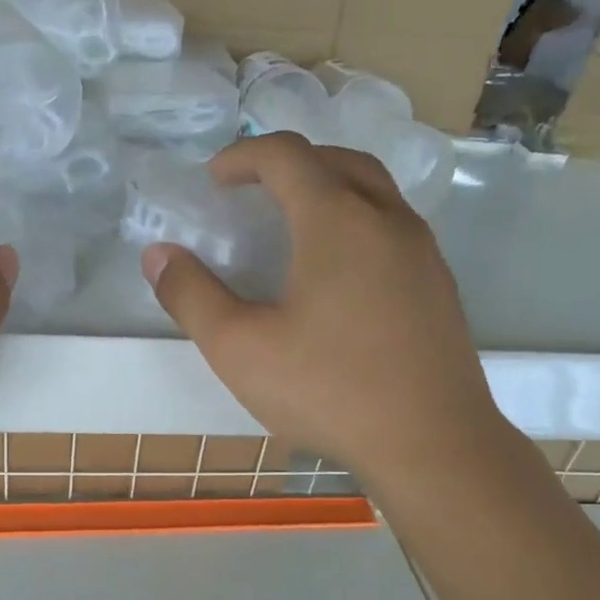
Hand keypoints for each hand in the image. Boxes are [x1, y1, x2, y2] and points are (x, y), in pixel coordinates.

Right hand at [143, 134, 502, 488]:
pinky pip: (395, 229)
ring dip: (331, 189)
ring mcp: (423, 252)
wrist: (431, 443)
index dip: (243, 157)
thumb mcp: (241, 349)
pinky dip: (360, 224)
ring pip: (375, 192)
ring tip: (296, 224)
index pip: (287, 156)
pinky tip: (341, 275)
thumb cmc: (329, 391)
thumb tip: (158, 256)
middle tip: (255, 191)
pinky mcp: (441, 287)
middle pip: (337, 161)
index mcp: (337, 220)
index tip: (214, 179)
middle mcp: (387, 219)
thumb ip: (192, 297)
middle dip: (290, 164)